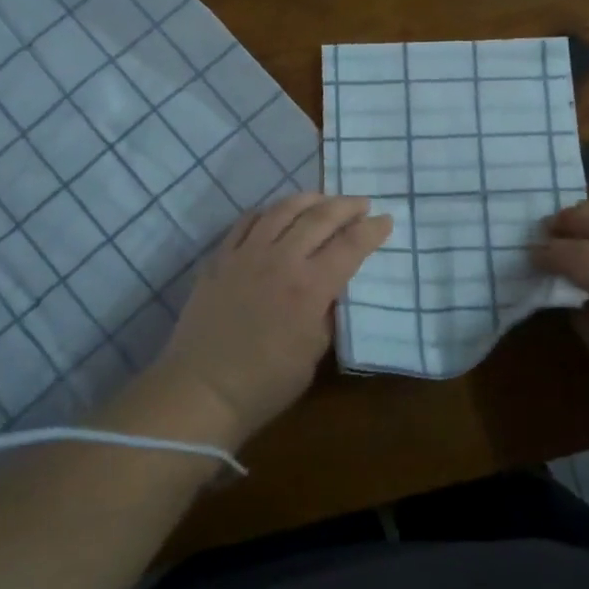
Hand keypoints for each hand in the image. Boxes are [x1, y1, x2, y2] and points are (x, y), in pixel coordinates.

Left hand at [150, 194, 392, 447]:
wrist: (202, 389)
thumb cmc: (265, 383)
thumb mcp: (313, 353)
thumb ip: (327, 313)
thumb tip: (332, 288)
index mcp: (310, 287)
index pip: (350, 246)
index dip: (372, 230)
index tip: (386, 221)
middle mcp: (281, 260)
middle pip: (320, 218)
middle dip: (347, 206)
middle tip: (362, 203)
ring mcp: (247, 254)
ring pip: (283, 210)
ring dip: (310, 200)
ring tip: (324, 199)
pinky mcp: (220, 257)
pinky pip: (247, 221)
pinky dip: (268, 211)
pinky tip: (277, 213)